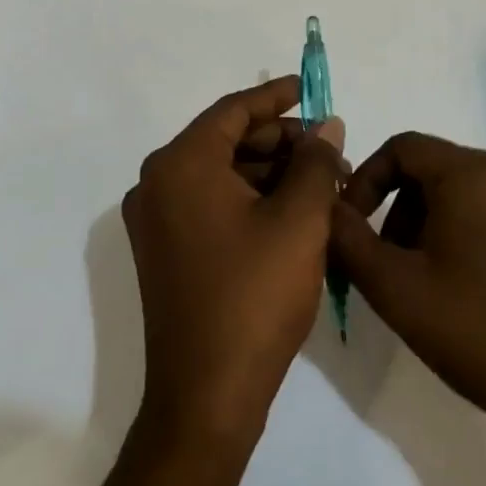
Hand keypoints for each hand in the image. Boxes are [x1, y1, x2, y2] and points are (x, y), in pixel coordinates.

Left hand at [121, 76, 346, 447]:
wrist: (206, 396)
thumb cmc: (254, 297)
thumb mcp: (299, 221)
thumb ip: (315, 163)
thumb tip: (326, 127)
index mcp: (180, 164)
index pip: (233, 111)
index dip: (276, 97)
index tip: (308, 88)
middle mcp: (157, 183)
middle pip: (226, 141)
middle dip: (280, 142)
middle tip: (329, 151)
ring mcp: (156, 220)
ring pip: (221, 174)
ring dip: (269, 172)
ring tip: (321, 183)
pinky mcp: (164, 250)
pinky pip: (210, 203)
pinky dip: (250, 199)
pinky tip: (292, 211)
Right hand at [330, 133, 485, 476]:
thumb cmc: (477, 333)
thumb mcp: (394, 288)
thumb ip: (347, 238)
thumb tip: (326, 205)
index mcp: (474, 172)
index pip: (402, 148)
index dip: (366, 180)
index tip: (352, 225)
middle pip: (429, 166)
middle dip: (396, 206)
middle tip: (385, 259)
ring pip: (457, 183)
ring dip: (425, 217)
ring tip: (418, 273)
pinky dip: (458, 221)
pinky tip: (455, 272)